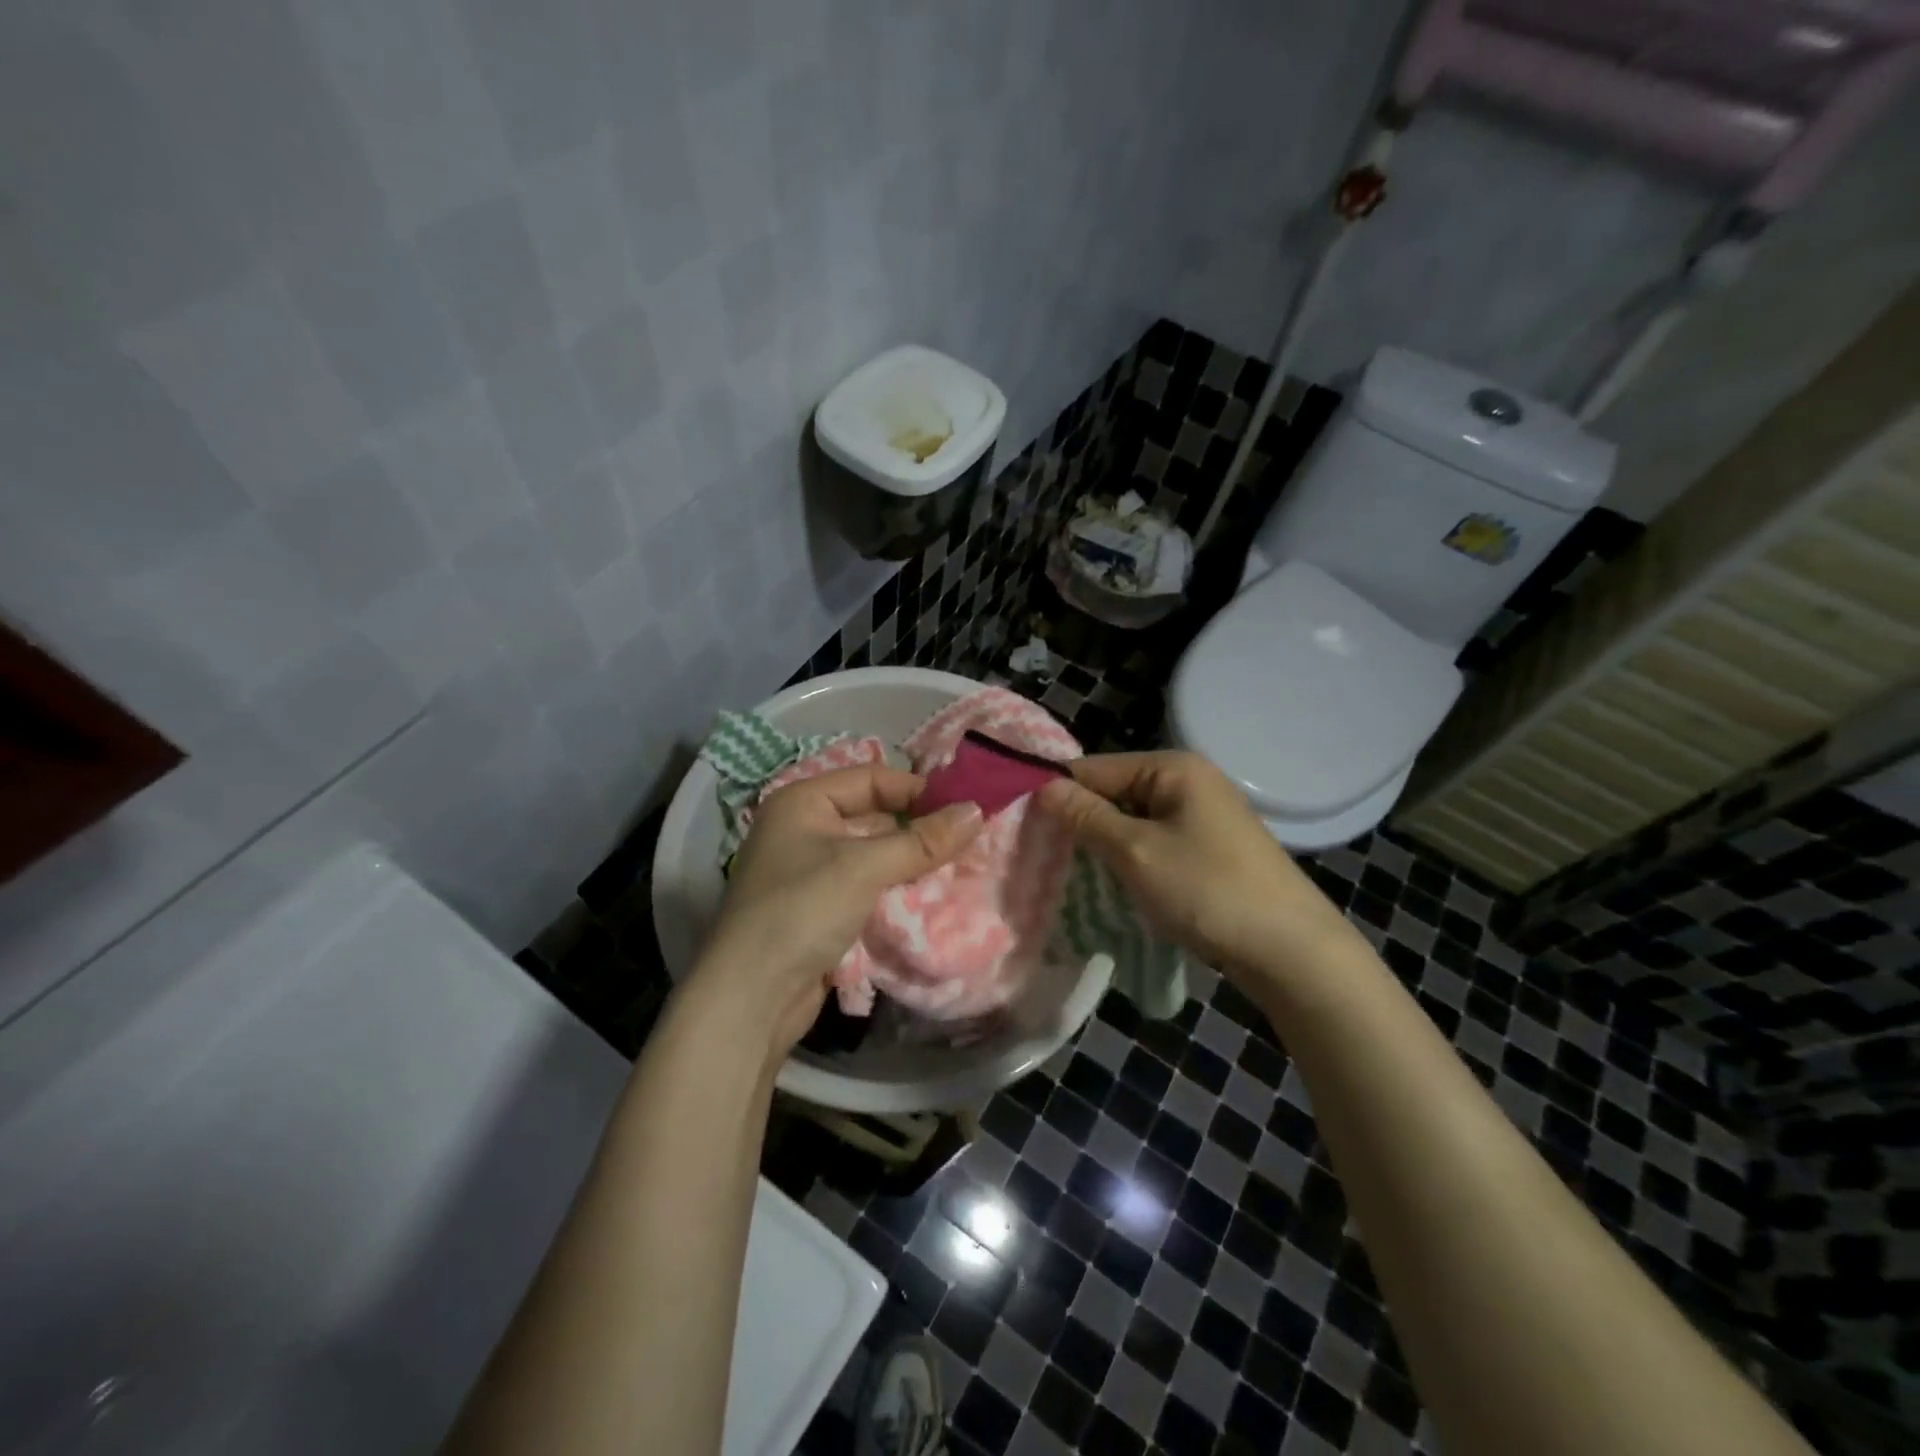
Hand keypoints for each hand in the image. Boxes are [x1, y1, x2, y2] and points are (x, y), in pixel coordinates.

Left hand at [688, 765, 982, 1063]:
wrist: (750, 999)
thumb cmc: (802, 911)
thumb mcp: (865, 868)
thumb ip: (922, 841)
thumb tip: (977, 810)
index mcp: (802, 802)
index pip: (871, 778)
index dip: (917, 790)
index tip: (964, 808)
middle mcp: (803, 829)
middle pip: (874, 816)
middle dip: (919, 829)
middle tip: (969, 840)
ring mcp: (810, 872)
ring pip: (874, 855)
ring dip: (911, 863)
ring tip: (960, 867)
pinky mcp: (820, 909)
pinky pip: (867, 887)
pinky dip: (896, 890)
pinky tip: (930, 898)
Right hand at [1037, 750, 1359, 980]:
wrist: (1290, 950)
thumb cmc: (1208, 890)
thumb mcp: (1136, 851)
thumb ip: (1087, 817)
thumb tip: (1042, 787)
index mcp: (1173, 767)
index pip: (1095, 768)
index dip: (1058, 794)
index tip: (1023, 825)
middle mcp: (1189, 781)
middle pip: (1114, 792)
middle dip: (1082, 821)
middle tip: (1044, 855)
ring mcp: (1202, 815)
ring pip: (1132, 820)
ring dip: (1105, 843)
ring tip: (1073, 871)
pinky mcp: (1209, 848)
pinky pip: (1154, 841)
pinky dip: (1132, 858)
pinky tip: (1116, 881)